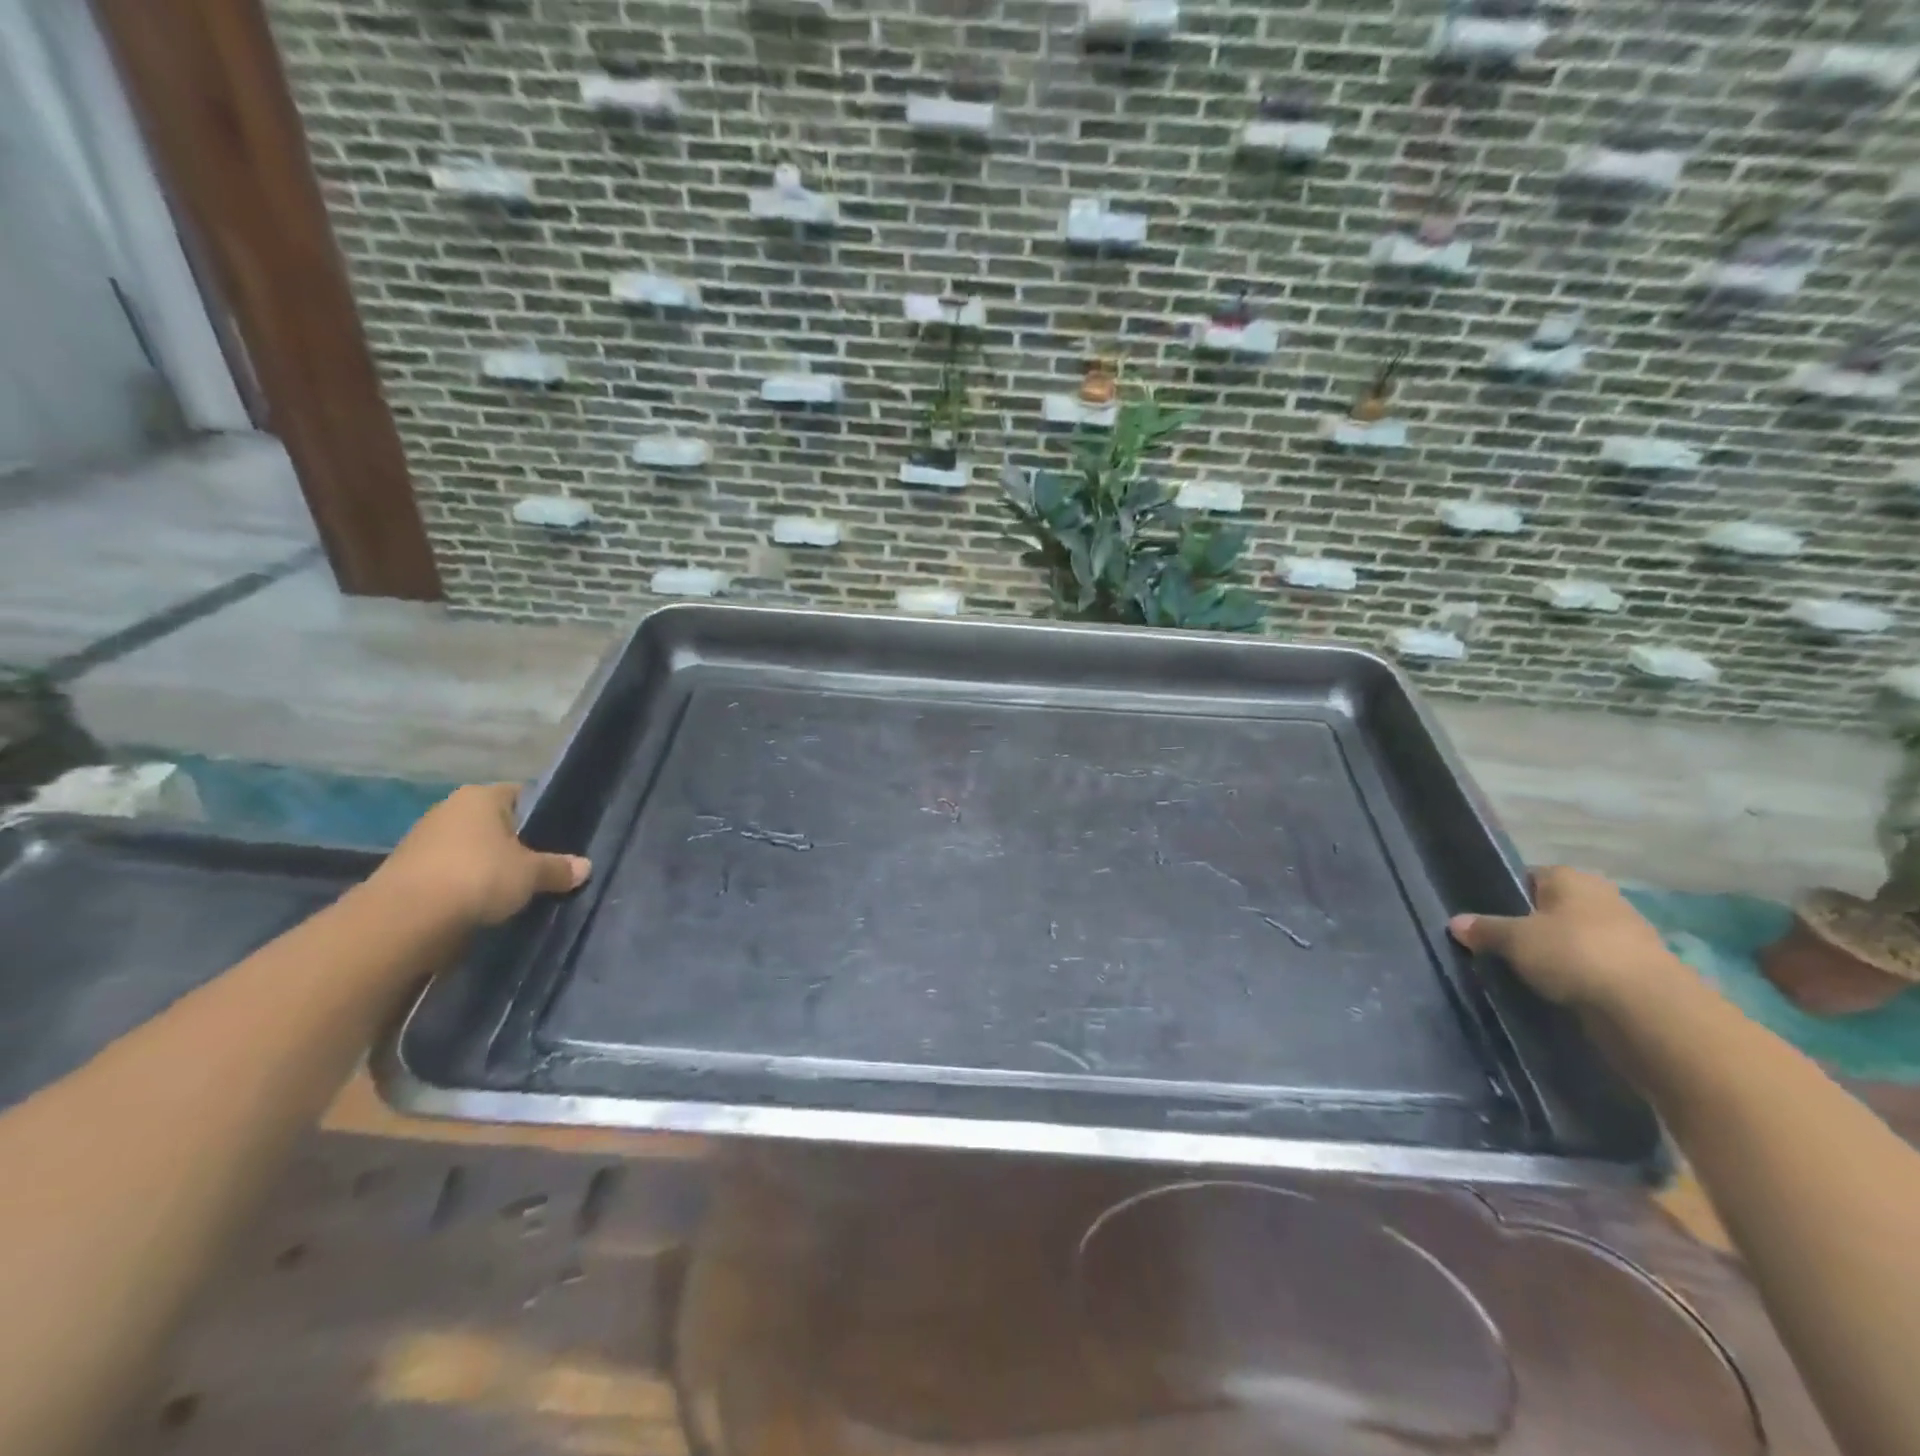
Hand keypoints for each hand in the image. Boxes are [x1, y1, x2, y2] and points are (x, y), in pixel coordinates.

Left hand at [376, 784, 589, 927]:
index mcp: (481, 796)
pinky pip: (448, 873)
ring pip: (469, 849)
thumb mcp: (531, 874)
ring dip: (486, 867)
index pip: (520, 795)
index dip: (540, 815)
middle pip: (493, 823)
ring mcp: (422, 840)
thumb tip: (585, 867)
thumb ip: (558, 868)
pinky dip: (463, 886)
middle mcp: (449, 809)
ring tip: (512, 890)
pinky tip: (480, 905)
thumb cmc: (479, 876)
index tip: (556, 838)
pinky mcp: (405, 872)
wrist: (405, 919)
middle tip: (539, 866)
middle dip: (514, 844)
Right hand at [1448, 865, 1682, 1013]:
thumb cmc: (1574, 954)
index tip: (1486, 918)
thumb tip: (1456, 922)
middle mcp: (1601, 898)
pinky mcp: (1639, 970)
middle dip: (1530, 925)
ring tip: (1524, 971)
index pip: (1529, 876)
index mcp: (1571, 878)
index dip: (1505, 894)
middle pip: (1552, 908)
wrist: (1649, 1008)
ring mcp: (1625, 934)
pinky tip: (1556, 989)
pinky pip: (1593, 966)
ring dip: (1555, 953)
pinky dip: (1577, 975)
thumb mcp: (1514, 940)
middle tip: (1500, 946)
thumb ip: (1484, 929)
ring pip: (1574, 938)